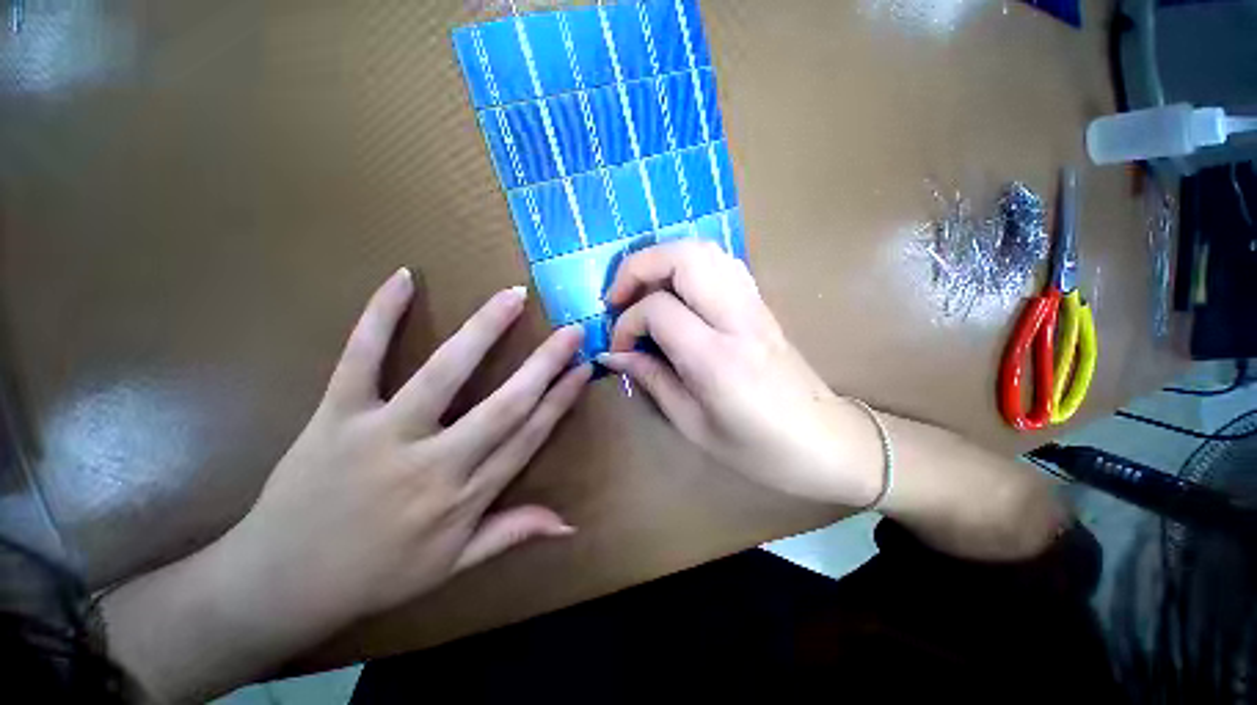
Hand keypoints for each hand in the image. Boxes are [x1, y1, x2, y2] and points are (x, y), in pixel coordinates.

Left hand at [219, 269, 590, 629]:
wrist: (279, 585)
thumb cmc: (376, 576)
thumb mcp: (452, 564)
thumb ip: (513, 532)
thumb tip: (570, 525)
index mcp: (465, 495)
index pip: (528, 435)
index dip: (561, 399)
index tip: (583, 368)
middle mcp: (435, 462)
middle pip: (504, 404)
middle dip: (544, 363)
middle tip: (572, 330)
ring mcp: (383, 434)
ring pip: (443, 373)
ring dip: (483, 331)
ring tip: (512, 297)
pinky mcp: (336, 415)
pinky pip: (361, 358)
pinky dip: (380, 316)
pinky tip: (404, 278)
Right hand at [599, 240, 884, 507]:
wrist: (827, 442)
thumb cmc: (758, 449)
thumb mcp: (693, 424)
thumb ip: (651, 380)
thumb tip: (614, 353)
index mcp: (717, 359)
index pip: (658, 310)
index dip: (627, 323)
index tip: (620, 346)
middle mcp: (738, 320)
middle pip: (684, 257)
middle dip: (639, 266)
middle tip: (618, 296)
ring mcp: (755, 306)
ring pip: (705, 250)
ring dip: (663, 260)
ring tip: (643, 290)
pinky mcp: (762, 304)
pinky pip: (721, 264)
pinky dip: (689, 266)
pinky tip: (676, 293)